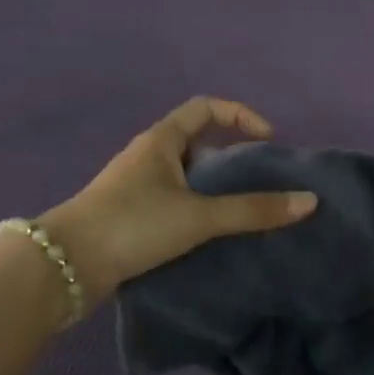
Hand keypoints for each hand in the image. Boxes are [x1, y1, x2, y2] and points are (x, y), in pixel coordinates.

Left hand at [45, 98, 317, 302]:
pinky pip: (171, 200)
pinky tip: (207, 235)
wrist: (64, 266)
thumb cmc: (133, 225)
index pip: (206, 108)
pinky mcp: (127, 215)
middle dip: (229, 156)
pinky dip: (194, 209)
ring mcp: (134, 186)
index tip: (267, 140)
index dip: (241, 116)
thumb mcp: (199, 216)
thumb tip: (309, 202)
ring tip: (238, 211)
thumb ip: (253, 210)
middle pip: (196, 141)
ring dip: (211, 186)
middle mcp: (147, 156)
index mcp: (162, 140)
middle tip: (255, 180)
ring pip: (183, 175)